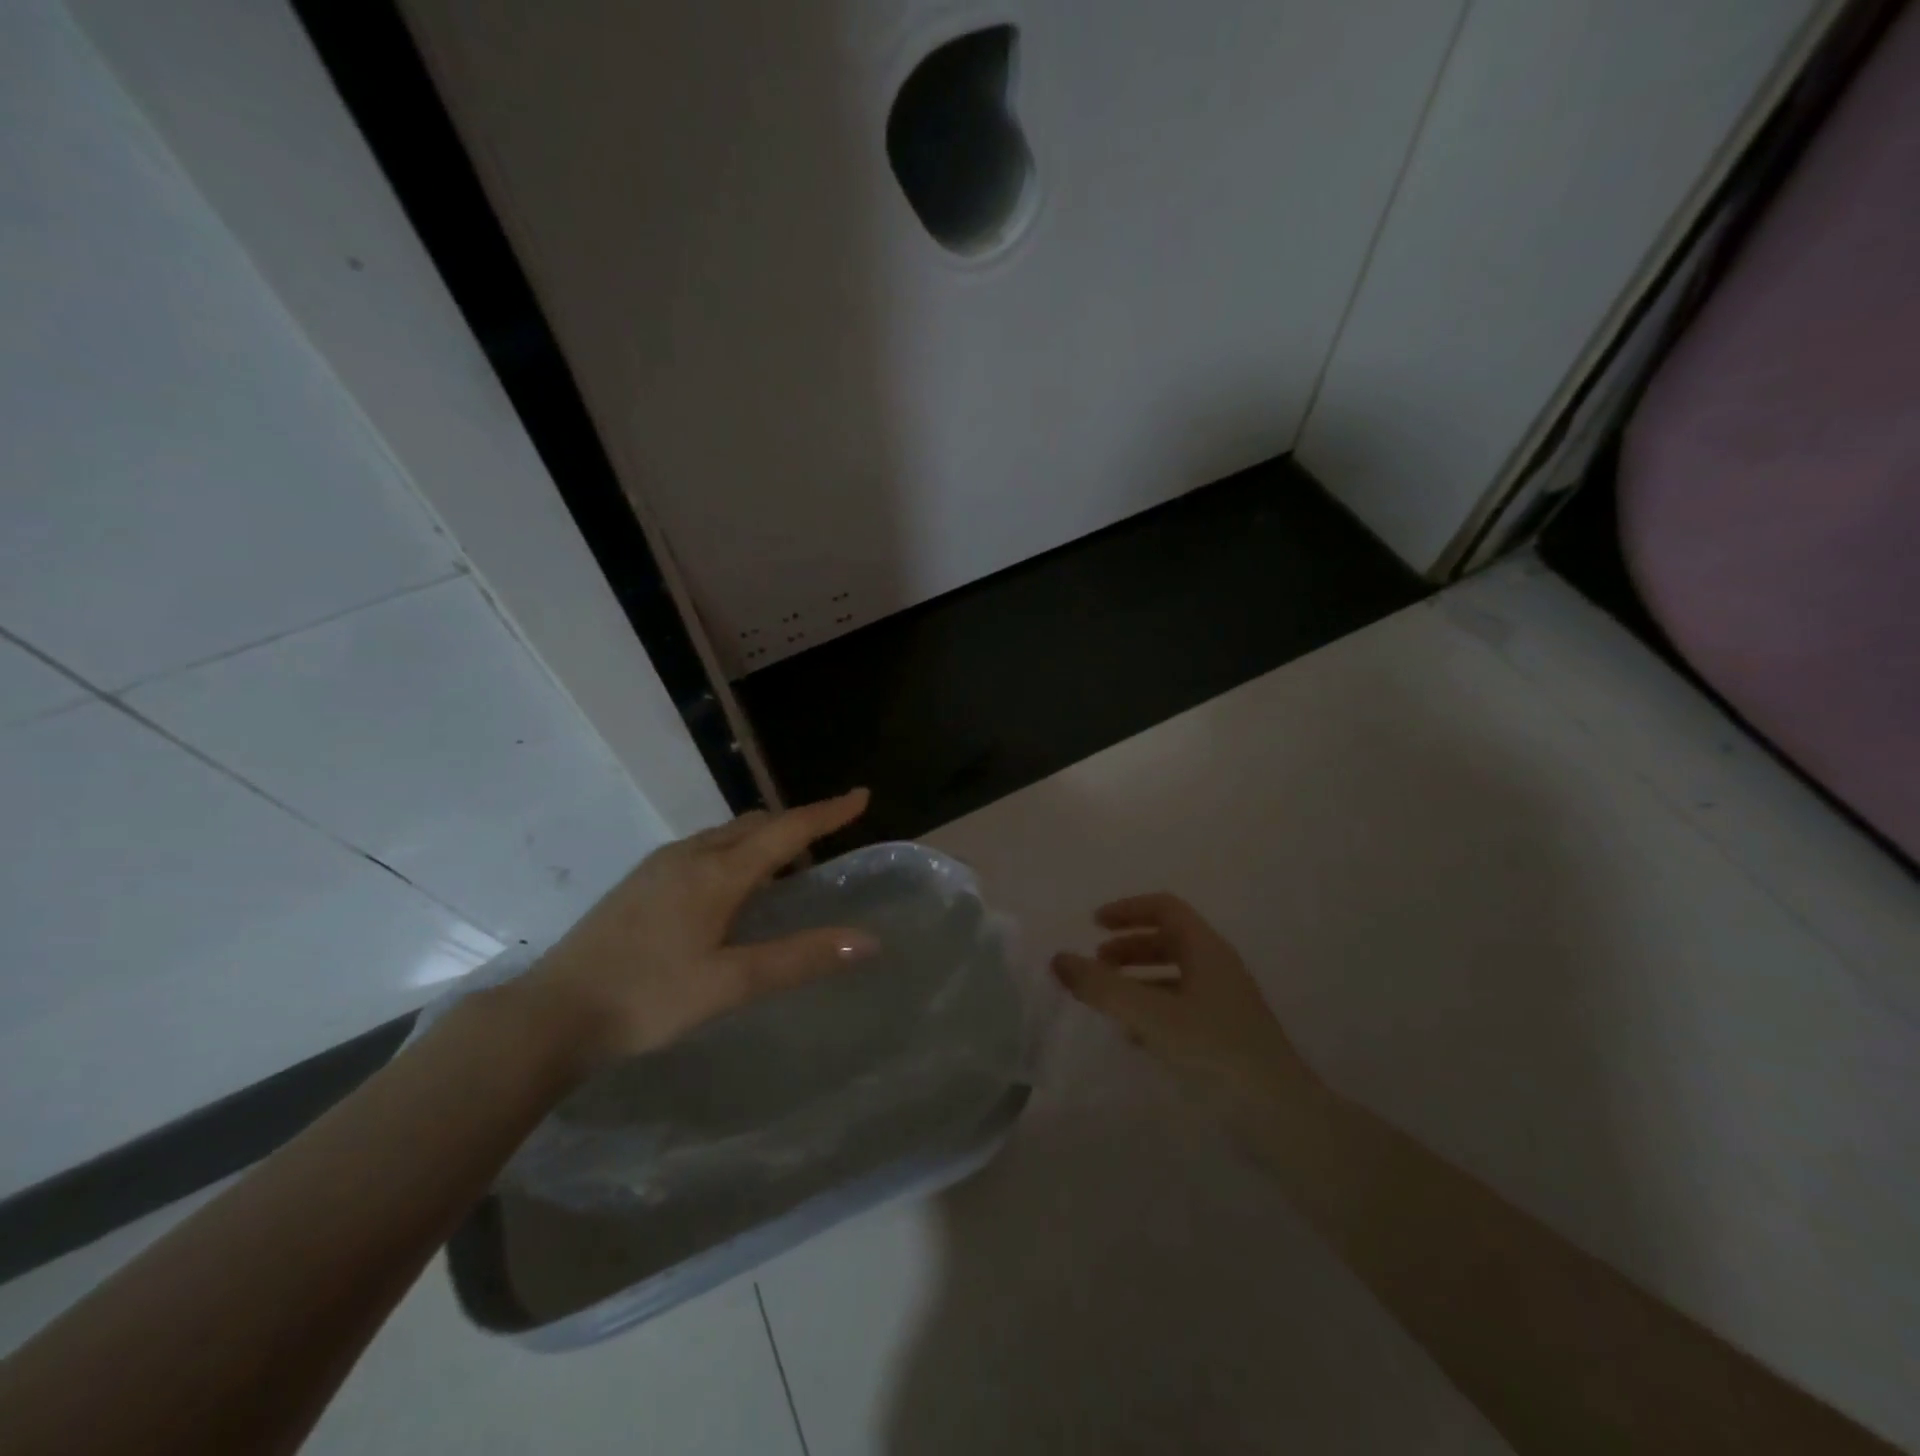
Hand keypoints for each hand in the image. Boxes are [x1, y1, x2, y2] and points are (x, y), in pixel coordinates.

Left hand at [507, 789, 876, 1070]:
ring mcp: (659, 866)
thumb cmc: (648, 997)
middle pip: (755, 824)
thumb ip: (800, 958)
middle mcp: (690, 855)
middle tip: (827, 844)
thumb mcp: (731, 984)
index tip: (861, 796)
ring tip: (785, 870)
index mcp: (717, 872)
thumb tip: (867, 940)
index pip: (786, 829)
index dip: (828, 812)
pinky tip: (729, 890)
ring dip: (762, 840)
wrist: (551, 1014)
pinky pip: (703, 849)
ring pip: (725, 835)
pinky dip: (734, 853)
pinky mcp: (640, 883)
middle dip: (796, 825)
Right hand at [1051, 893, 1319, 1111]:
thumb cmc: (1215, 1053)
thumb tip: (1059, 959)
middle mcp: (1219, 968)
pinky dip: (1153, 1009)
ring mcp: (1226, 1004)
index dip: (1128, 910)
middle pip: (1169, 940)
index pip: (1165, 909)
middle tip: (1097, 964)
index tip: (1094, 924)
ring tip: (1109, 1000)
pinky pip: (1182, 1007)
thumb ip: (1102, 987)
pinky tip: (1134, 1037)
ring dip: (1139, 978)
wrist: (1282, 1118)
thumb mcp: (1151, 1016)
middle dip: (1129, 946)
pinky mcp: (1227, 1037)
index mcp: (1207, 950)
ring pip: (1175, 976)